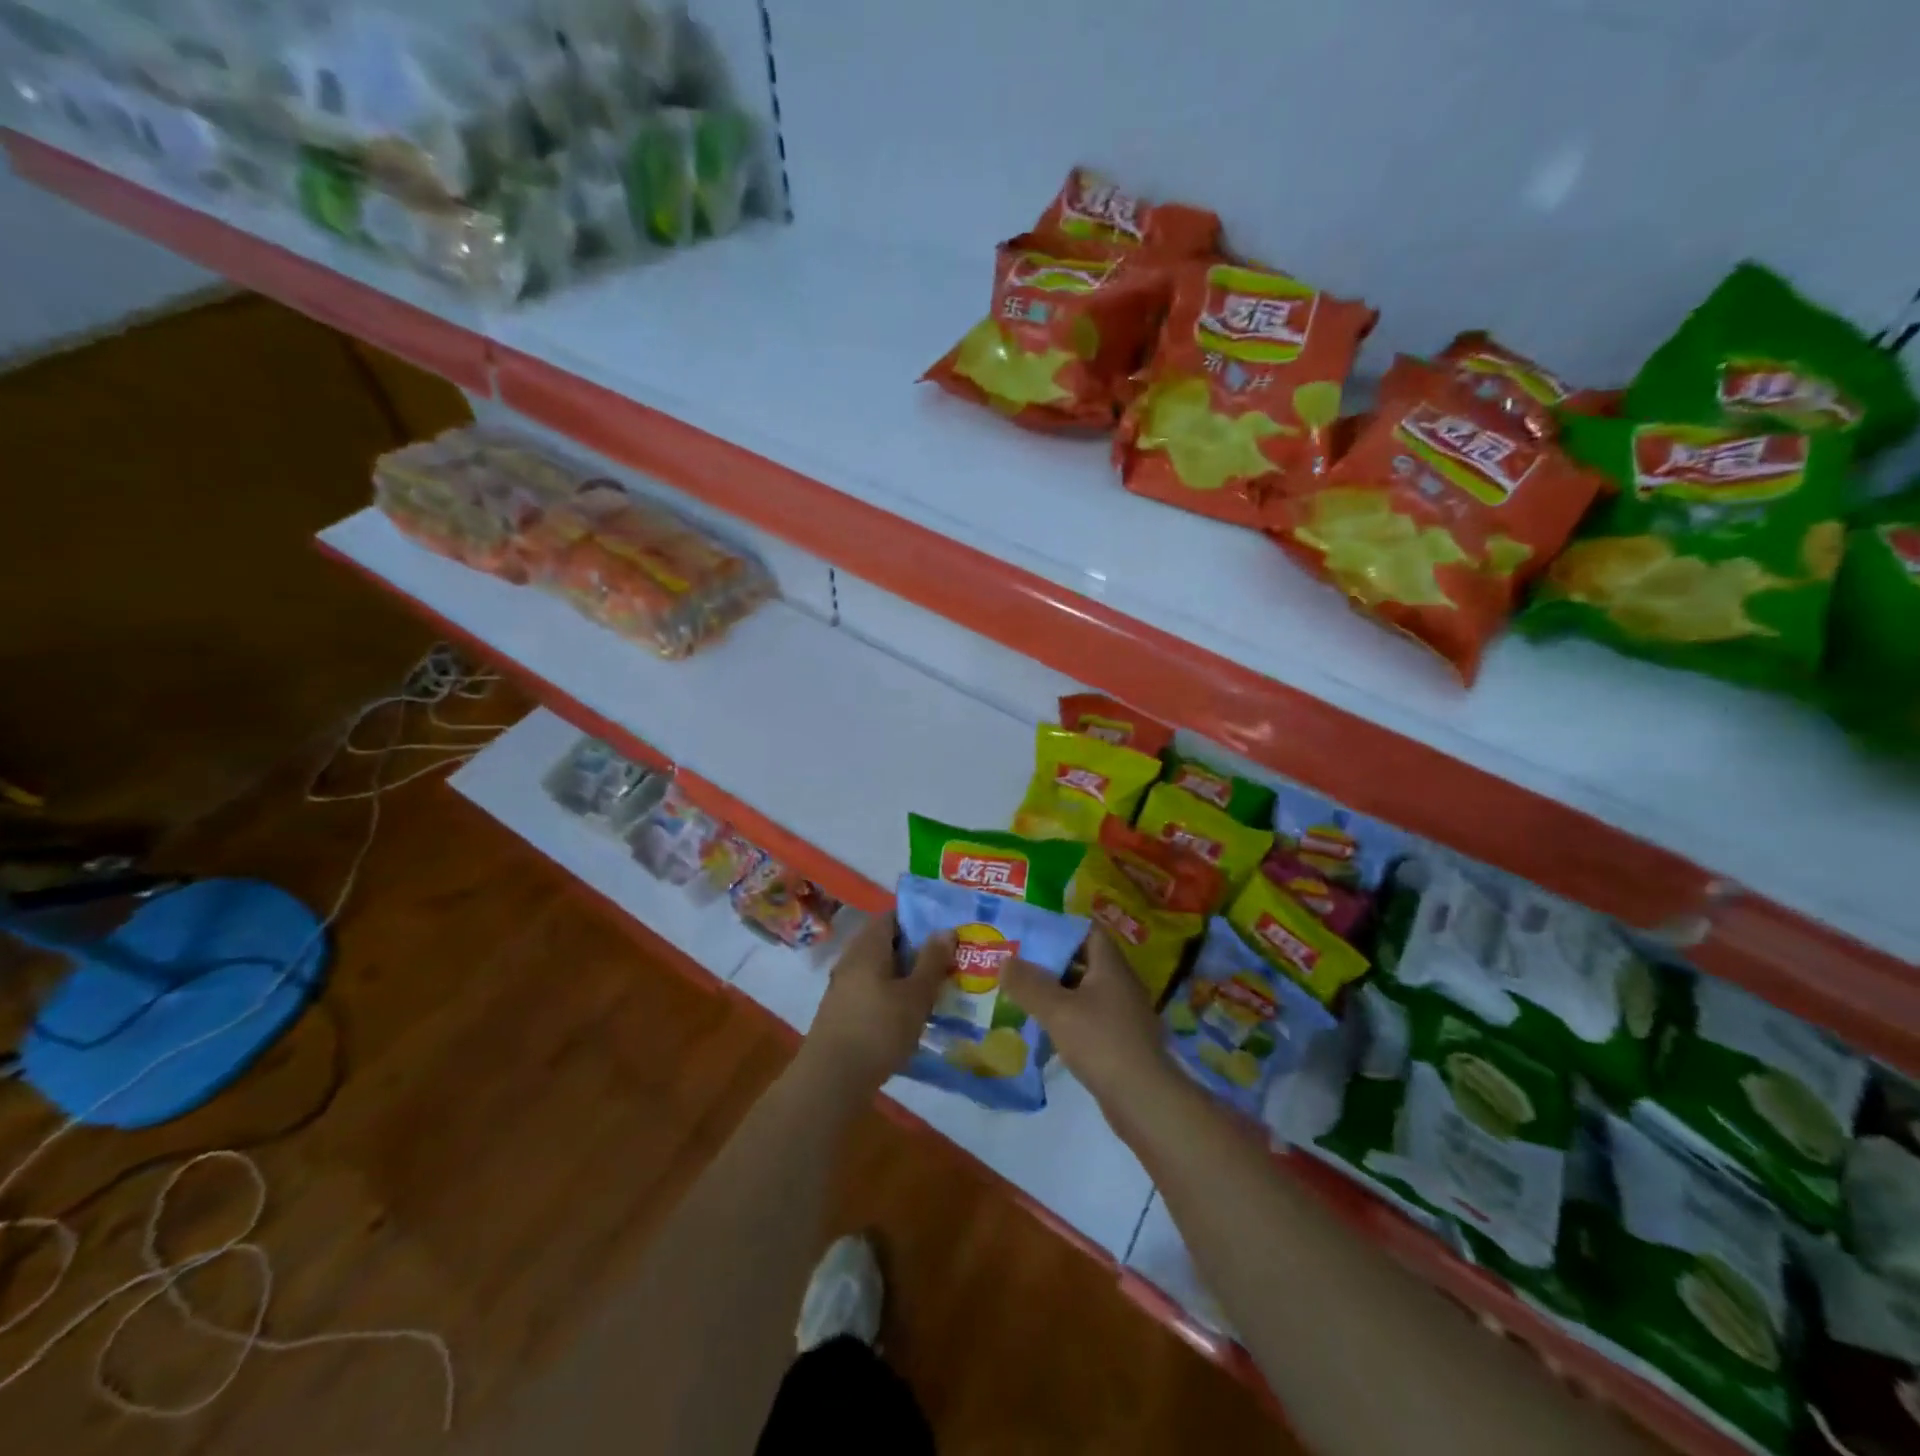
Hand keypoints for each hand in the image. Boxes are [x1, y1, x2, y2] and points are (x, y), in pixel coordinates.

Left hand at [798, 913, 948, 1096]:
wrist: (831, 1080)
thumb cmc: (878, 1030)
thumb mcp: (916, 995)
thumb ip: (932, 960)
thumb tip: (945, 930)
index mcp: (868, 946)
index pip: (893, 916)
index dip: (919, 919)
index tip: (944, 931)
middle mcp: (851, 959)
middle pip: (886, 942)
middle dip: (916, 950)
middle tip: (947, 961)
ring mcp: (843, 986)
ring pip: (880, 968)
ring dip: (905, 975)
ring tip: (935, 988)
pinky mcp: (841, 1011)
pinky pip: (871, 990)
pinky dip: (891, 994)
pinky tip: (910, 1014)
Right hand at [1002, 930, 1177, 1122]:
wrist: (1144, 1100)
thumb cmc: (1102, 1042)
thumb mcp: (1058, 1010)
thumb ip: (1029, 984)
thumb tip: (1005, 961)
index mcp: (1110, 965)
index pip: (1087, 930)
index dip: (1060, 927)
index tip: (1030, 931)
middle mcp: (1120, 982)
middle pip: (1083, 959)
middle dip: (1052, 959)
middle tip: (1018, 962)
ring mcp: (1122, 1012)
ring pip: (1084, 990)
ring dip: (1057, 989)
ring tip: (1024, 992)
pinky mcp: (1119, 1038)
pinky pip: (1088, 1015)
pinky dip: (1067, 1015)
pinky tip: (1045, 1026)